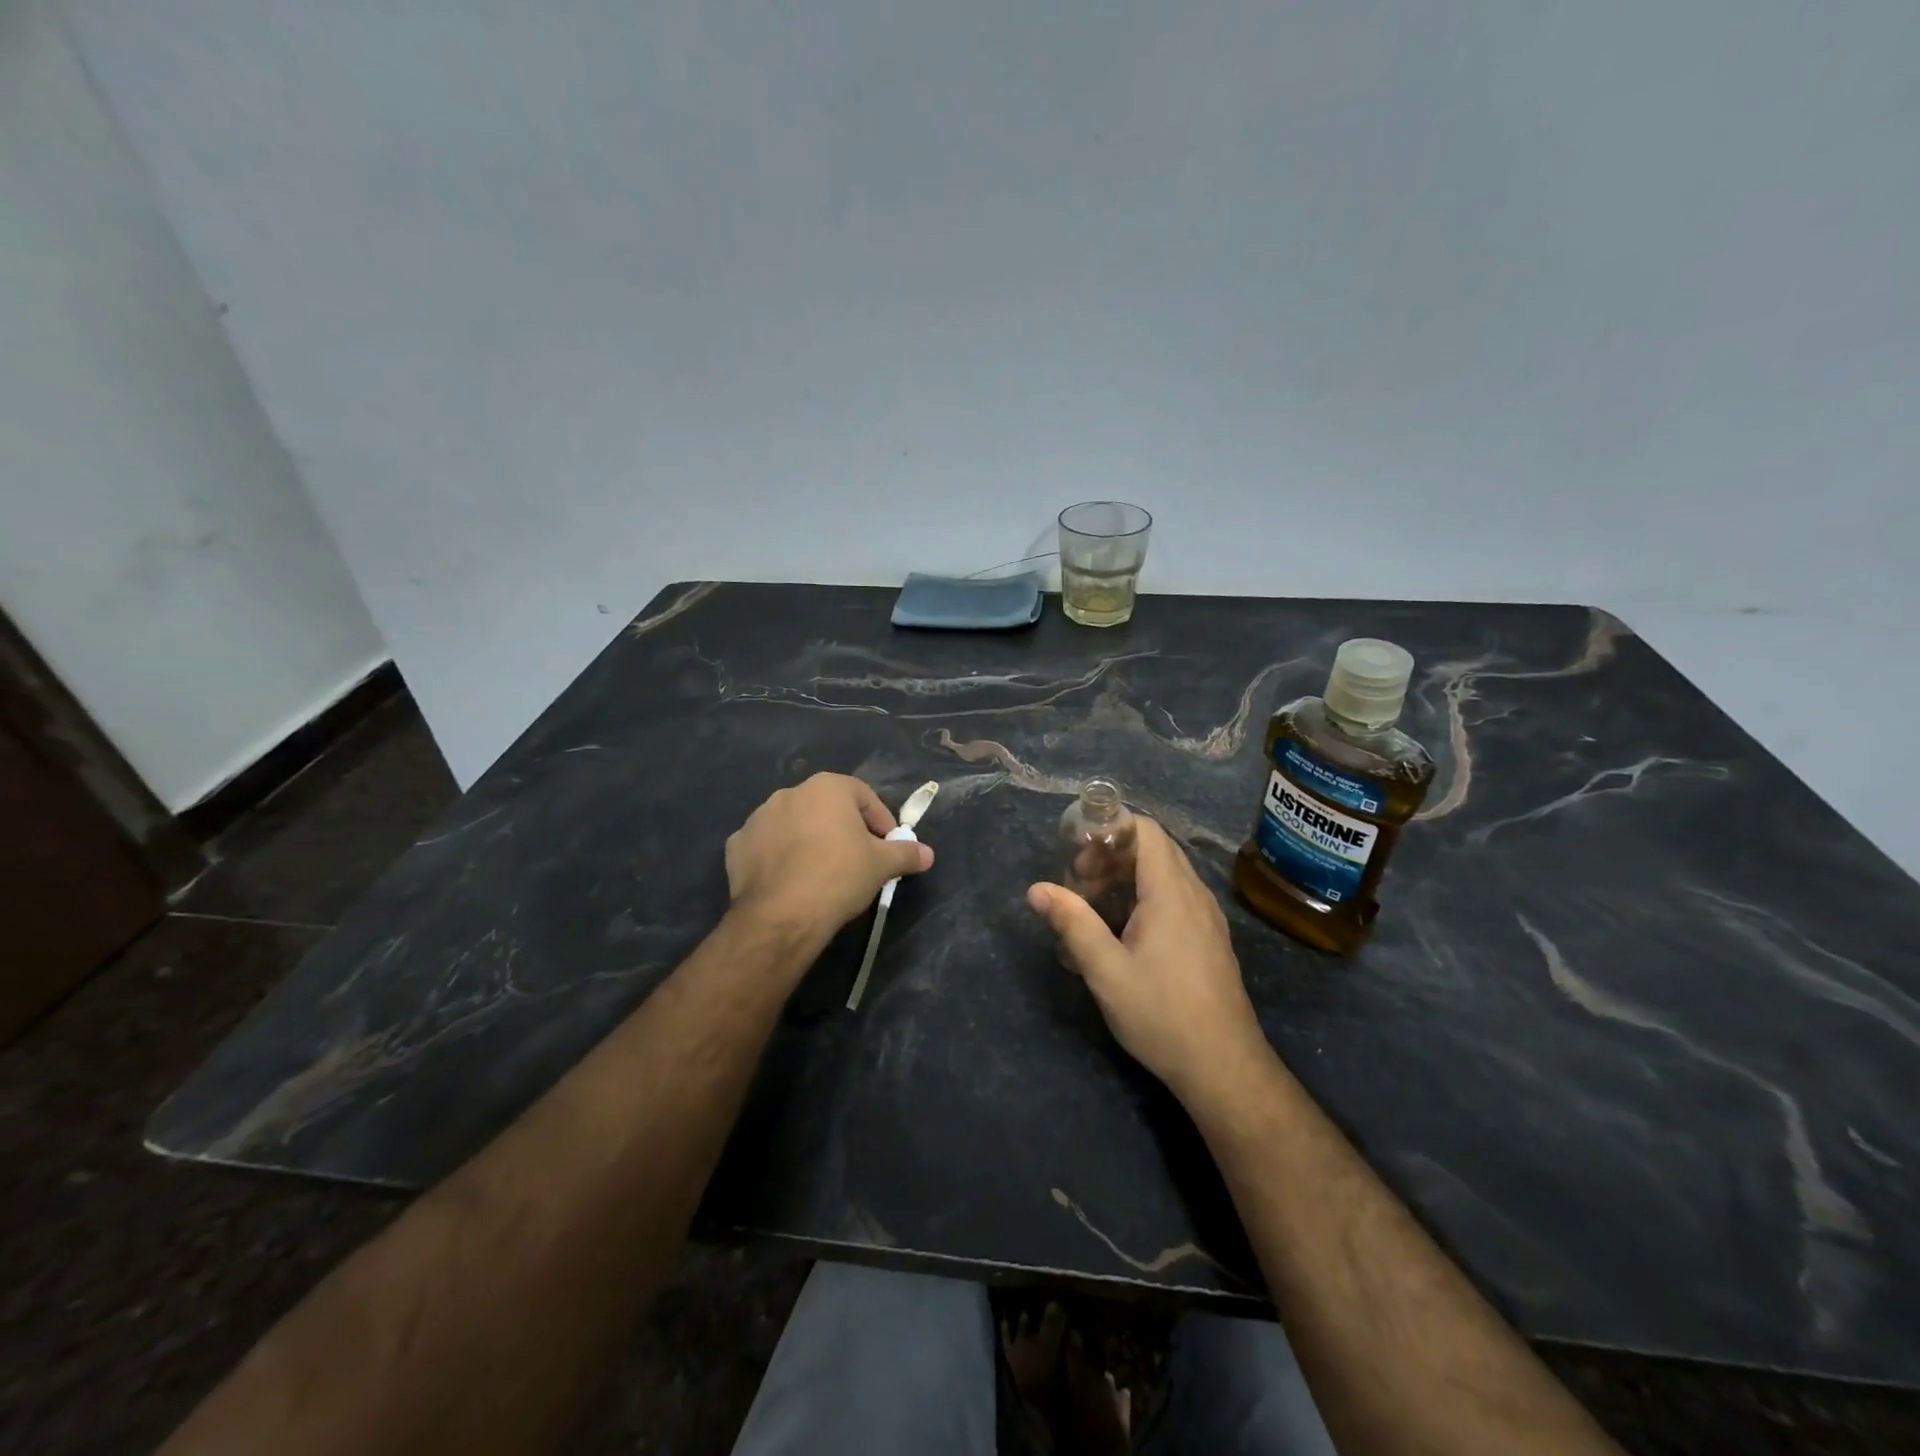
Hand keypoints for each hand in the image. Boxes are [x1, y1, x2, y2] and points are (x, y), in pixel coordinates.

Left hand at [726, 773, 933, 947]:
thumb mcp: (882, 865)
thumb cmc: (839, 876)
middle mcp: (790, 793)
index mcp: (827, 787)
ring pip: (795, 825)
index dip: (881, 821)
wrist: (782, 914)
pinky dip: (779, 857)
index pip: (864, 796)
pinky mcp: (736, 845)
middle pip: (827, 808)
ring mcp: (758, 818)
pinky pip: (767, 846)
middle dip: (844, 829)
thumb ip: (907, 854)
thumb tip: (928, 854)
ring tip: (822, 873)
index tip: (888, 847)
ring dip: (809, 840)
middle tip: (858, 860)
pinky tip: (791, 881)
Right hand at [1028, 816, 1265, 1099]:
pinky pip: (1175, 897)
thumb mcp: (1106, 971)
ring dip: (1126, 877)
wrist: (1224, 1067)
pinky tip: (1122, 932)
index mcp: (1171, 892)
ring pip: (1165, 874)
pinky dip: (1145, 896)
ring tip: (1094, 906)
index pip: (1145, 830)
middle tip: (1078, 881)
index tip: (1077, 853)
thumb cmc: (1161, 1014)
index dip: (1109, 829)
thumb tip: (1036, 889)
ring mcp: (1207, 917)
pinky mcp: (1209, 938)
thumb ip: (1072, 923)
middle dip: (1111, 854)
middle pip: (1153, 848)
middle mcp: (1194, 894)